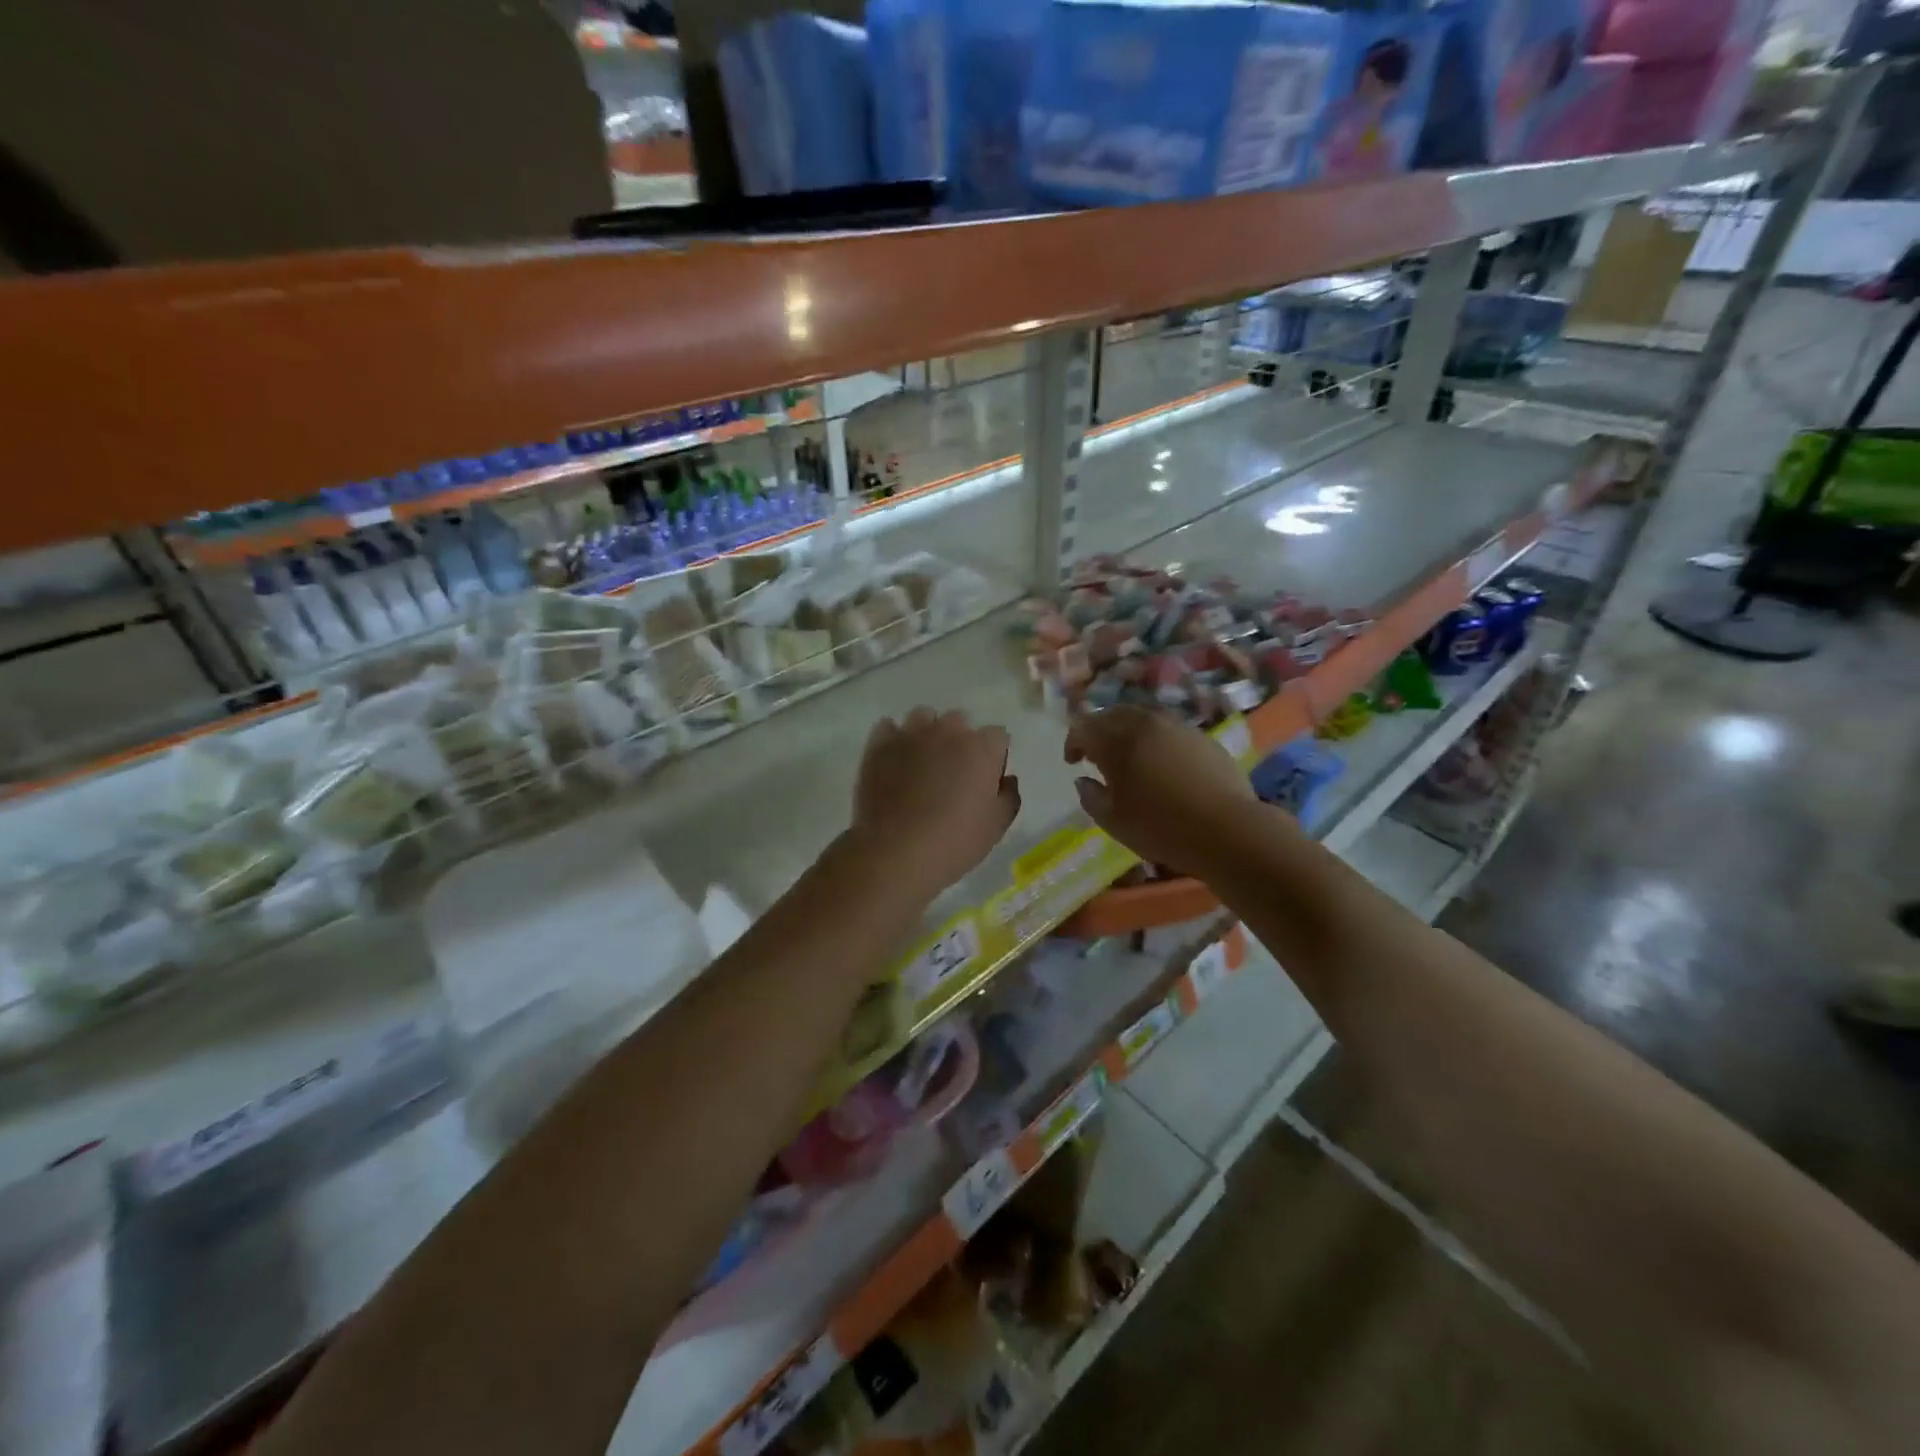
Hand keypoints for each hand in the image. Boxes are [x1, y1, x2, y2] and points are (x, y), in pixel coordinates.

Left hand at [852, 709, 1019, 897]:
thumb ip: (1009, 796)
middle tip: (952, 773)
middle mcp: (948, 730)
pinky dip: (893, 740)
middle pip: (959, 722)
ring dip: (927, 734)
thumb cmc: (955, 842)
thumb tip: (1006, 779)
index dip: (993, 756)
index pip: (997, 736)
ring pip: (923, 718)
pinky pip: (888, 728)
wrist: (896, 852)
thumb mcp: (997, 826)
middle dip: (960, 741)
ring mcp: (911, 734)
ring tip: (921, 762)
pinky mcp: (879, 744)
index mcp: (982, 747)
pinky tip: (894, 760)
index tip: (986, 778)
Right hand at [1065, 707, 1255, 877]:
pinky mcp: (1201, 737)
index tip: (1072, 761)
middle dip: (1098, 730)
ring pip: (1142, 717)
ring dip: (1127, 730)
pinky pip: (1168, 729)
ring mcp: (1176, 727)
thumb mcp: (1114, 822)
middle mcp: (1145, 724)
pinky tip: (1161, 762)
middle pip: (1112, 714)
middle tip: (1096, 753)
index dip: (1073, 742)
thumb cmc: (1161, 829)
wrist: (1227, 830)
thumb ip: (1091, 797)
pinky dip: (1154, 738)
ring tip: (1128, 755)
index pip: (1083, 728)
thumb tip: (1083, 780)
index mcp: (1117, 743)